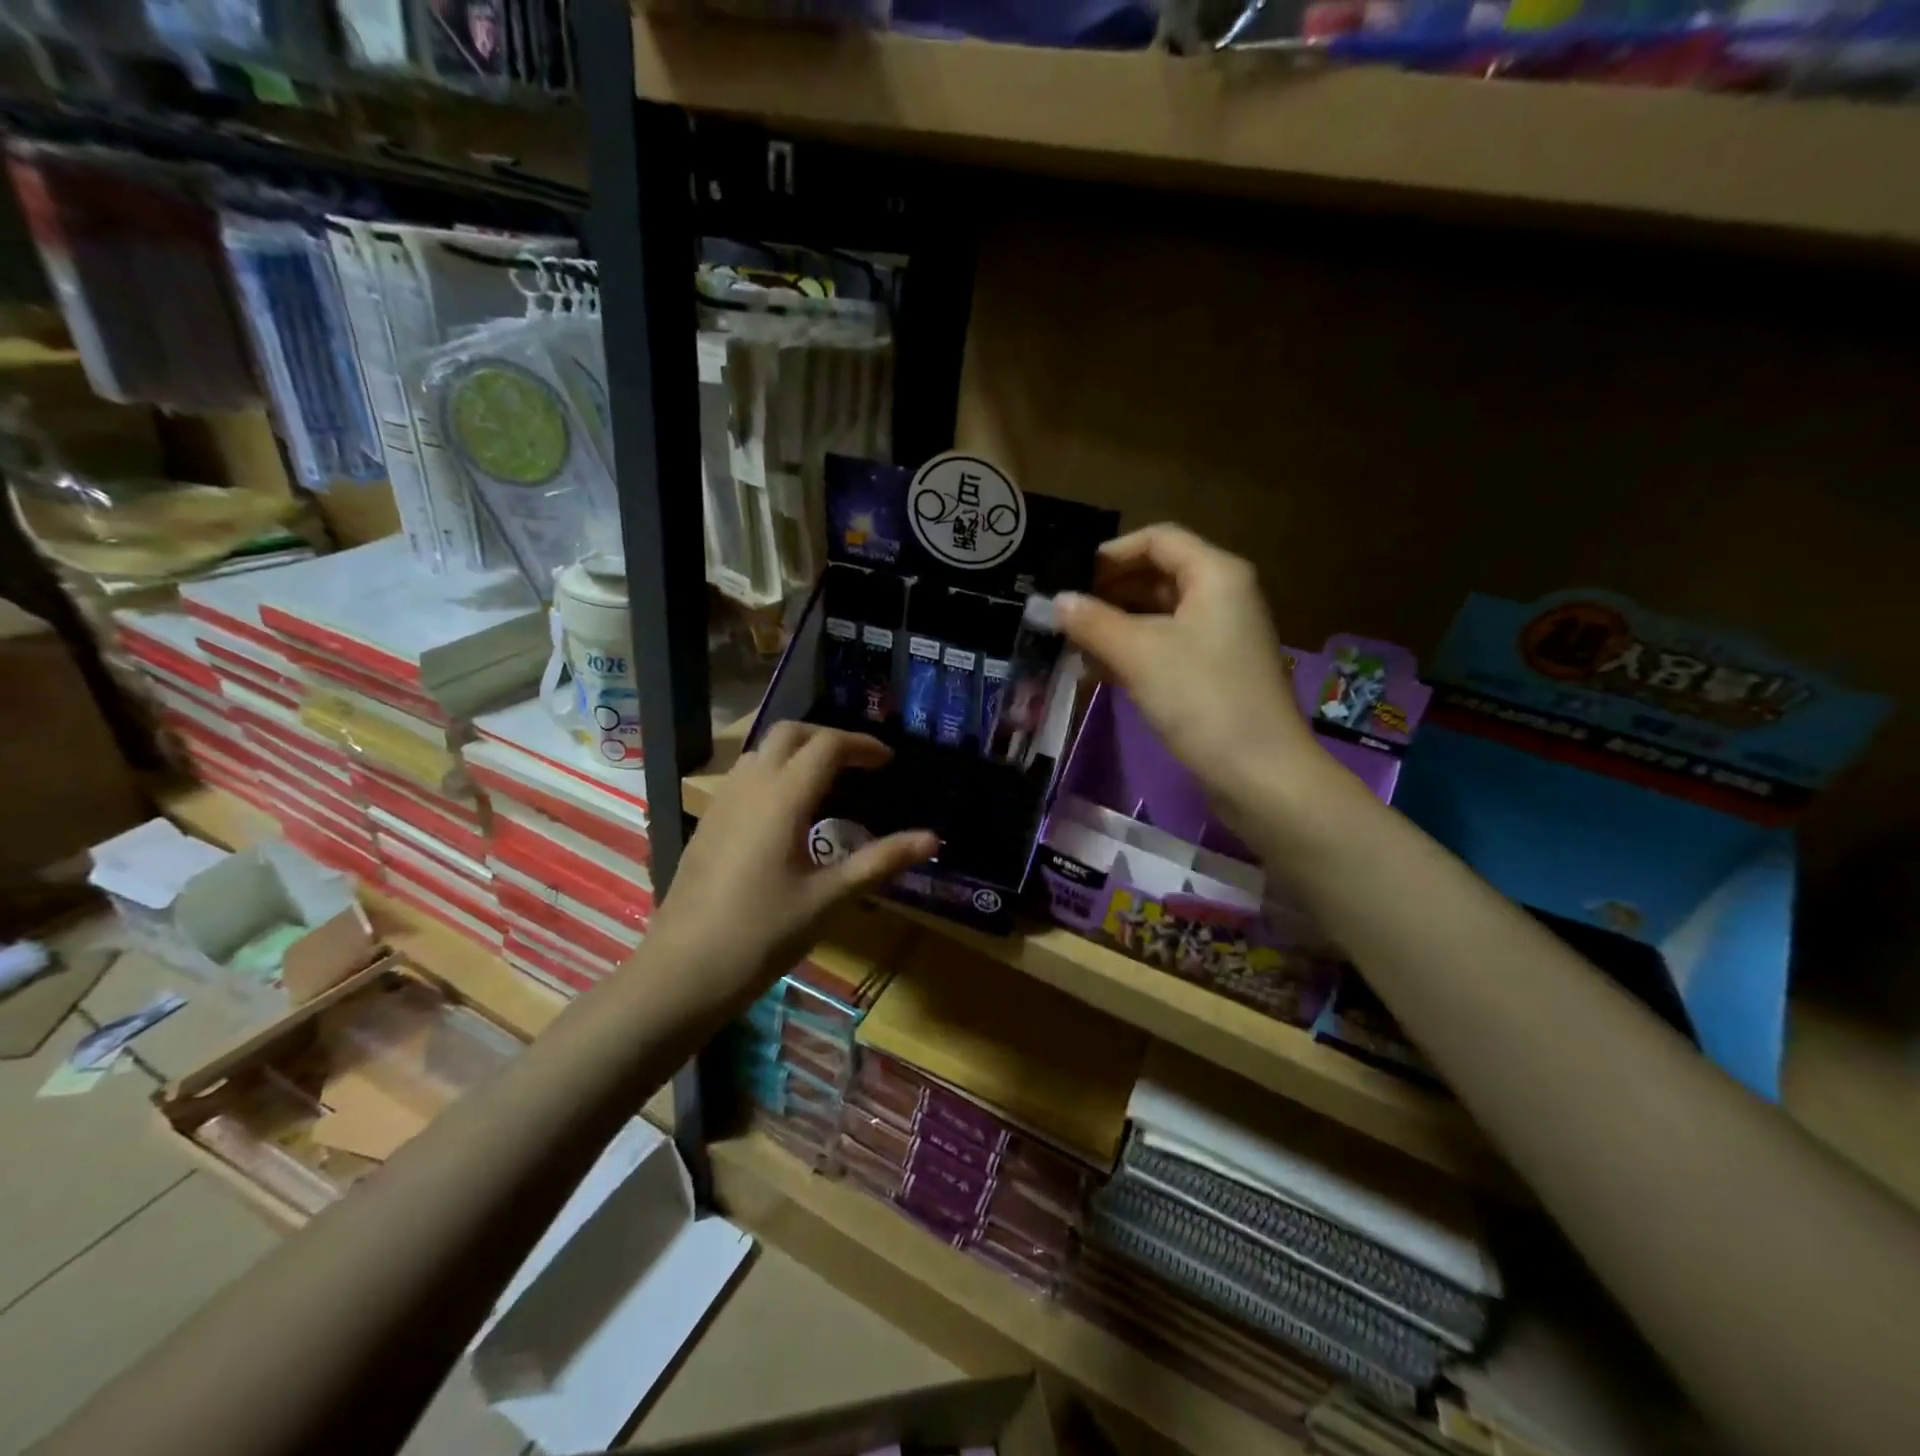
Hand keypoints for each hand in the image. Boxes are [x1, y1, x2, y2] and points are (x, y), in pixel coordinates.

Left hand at [647, 724, 937, 1004]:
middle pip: (789, 734)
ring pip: (761, 752)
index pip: (827, 745)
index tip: (889, 761)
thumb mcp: (829, 898)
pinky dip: (774, 774)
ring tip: (828, 784)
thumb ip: (880, 861)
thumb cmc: (762, 934)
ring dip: (797, 753)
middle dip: (828, 738)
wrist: (683, 970)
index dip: (862, 745)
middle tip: (859, 764)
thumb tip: (933, 838)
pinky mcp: (707, 823)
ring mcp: (722, 803)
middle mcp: (749, 787)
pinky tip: (787, 815)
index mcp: (783, 798)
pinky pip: (744, 777)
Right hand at [1056, 525, 1321, 827]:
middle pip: (1156, 576)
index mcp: (1215, 574)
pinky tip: (1098, 671)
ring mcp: (1219, 636)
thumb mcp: (1139, 654)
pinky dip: (1133, 652)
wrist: (1259, 773)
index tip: (1069, 578)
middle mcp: (1222, 596)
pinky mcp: (1213, 672)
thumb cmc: (1202, 698)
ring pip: (1158, 615)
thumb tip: (1056, 601)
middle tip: (1063, 613)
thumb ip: (1093, 622)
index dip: (1110, 553)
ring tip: (1071, 645)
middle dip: (1108, 592)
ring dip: (1115, 626)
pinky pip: (1166, 647)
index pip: (1157, 539)